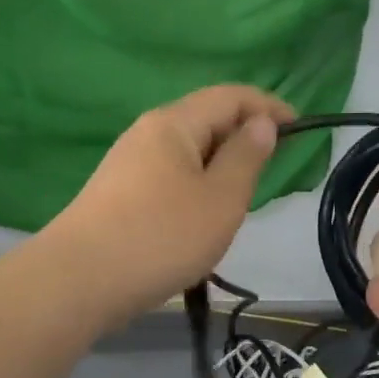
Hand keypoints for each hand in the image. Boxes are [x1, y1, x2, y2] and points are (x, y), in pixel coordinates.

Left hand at [53, 85, 292, 326]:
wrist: (78, 282)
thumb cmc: (161, 236)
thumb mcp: (221, 199)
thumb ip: (246, 157)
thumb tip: (261, 124)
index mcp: (174, 123)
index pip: (231, 95)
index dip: (269, 106)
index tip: (300, 128)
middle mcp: (148, 132)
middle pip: (206, 119)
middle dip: (244, 137)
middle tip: (270, 173)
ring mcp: (128, 162)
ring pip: (188, 150)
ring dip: (220, 165)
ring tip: (237, 201)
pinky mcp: (118, 191)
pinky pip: (170, 174)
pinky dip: (196, 184)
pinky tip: (199, 218)